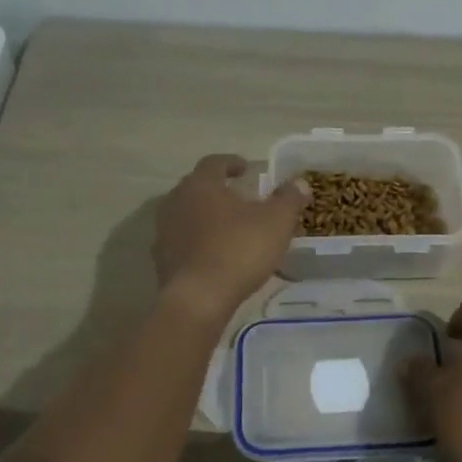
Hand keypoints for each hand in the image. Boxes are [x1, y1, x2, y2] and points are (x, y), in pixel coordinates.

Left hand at [153, 154, 309, 322]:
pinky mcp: (161, 258)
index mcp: (201, 184)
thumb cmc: (239, 251)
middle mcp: (176, 200)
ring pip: (187, 214)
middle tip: (240, 198)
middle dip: (218, 190)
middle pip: (197, 187)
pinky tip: (214, 255)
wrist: (198, 299)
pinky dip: (197, 242)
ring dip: (206, 216)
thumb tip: (299, 183)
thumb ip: (289, 199)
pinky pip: (182, 241)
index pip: (214, 162)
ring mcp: (164, 230)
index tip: (246, 169)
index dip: (232, 163)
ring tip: (228, 228)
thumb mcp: (276, 222)